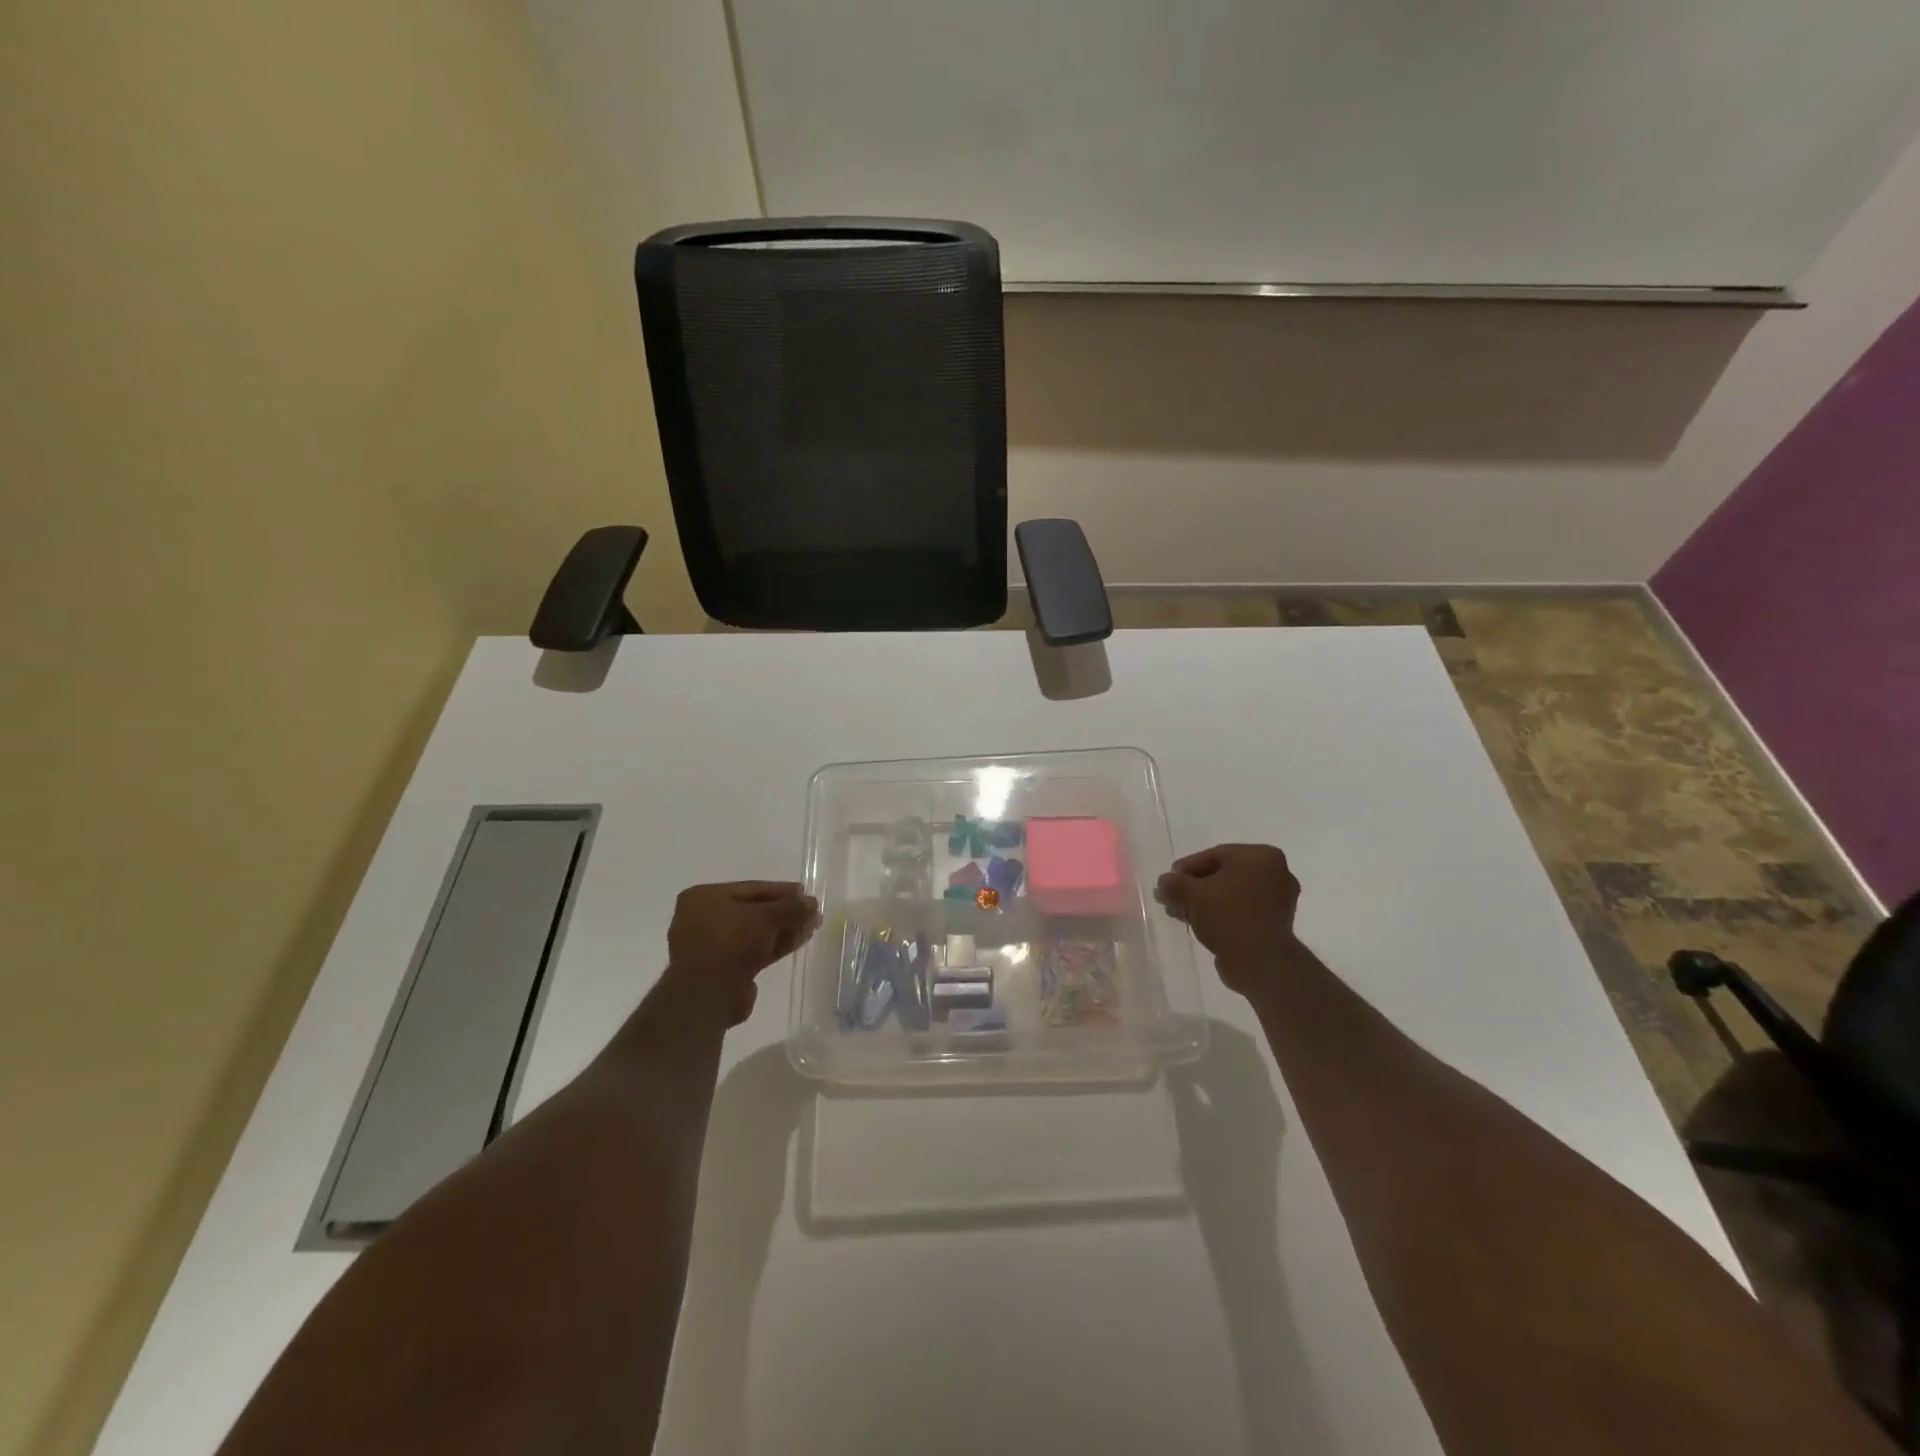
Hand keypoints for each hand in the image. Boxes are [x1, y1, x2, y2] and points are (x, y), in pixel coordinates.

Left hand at [655, 881, 819, 1027]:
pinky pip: (752, 951)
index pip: (751, 888)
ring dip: (782, 930)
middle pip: (753, 911)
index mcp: (704, 897)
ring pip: (754, 933)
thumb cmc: (730, 942)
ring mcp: (711, 946)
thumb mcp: (766, 917)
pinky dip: (773, 946)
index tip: (806, 893)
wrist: (707, 995)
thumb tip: (812, 902)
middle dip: (784, 912)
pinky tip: (797, 942)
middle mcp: (703, 919)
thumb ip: (791, 907)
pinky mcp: (722, 970)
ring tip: (811, 927)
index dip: (782, 891)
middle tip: (811, 912)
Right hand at [1155, 844, 1302, 994]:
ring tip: (1181, 914)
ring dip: (1205, 902)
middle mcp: (1276, 872)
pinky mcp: (1276, 923)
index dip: (1185, 868)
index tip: (1168, 882)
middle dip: (1194, 887)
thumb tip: (1164, 883)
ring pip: (1232, 894)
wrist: (1261, 962)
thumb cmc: (1228, 916)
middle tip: (1172, 899)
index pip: (1214, 856)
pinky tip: (1200, 924)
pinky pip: (1242, 910)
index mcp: (1261, 856)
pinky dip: (1221, 914)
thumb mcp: (1191, 894)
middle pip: (1223, 874)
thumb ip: (1173, 883)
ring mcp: (1279, 899)